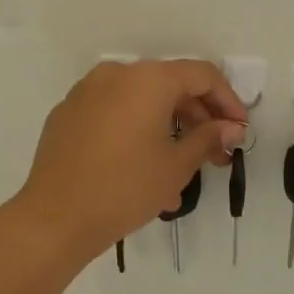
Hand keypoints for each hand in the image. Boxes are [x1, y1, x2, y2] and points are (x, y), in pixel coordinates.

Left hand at [17, 61, 247, 262]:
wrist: (54, 219)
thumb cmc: (125, 187)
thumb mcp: (176, 165)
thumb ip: (208, 138)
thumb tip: (231, 127)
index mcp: (147, 79)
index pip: (201, 75)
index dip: (227, 101)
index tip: (239, 131)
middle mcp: (116, 75)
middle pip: (169, 86)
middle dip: (198, 119)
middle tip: (216, 155)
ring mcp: (86, 93)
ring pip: (140, 103)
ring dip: (167, 131)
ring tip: (182, 174)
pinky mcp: (67, 115)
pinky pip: (114, 116)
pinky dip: (136, 134)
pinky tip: (144, 172)